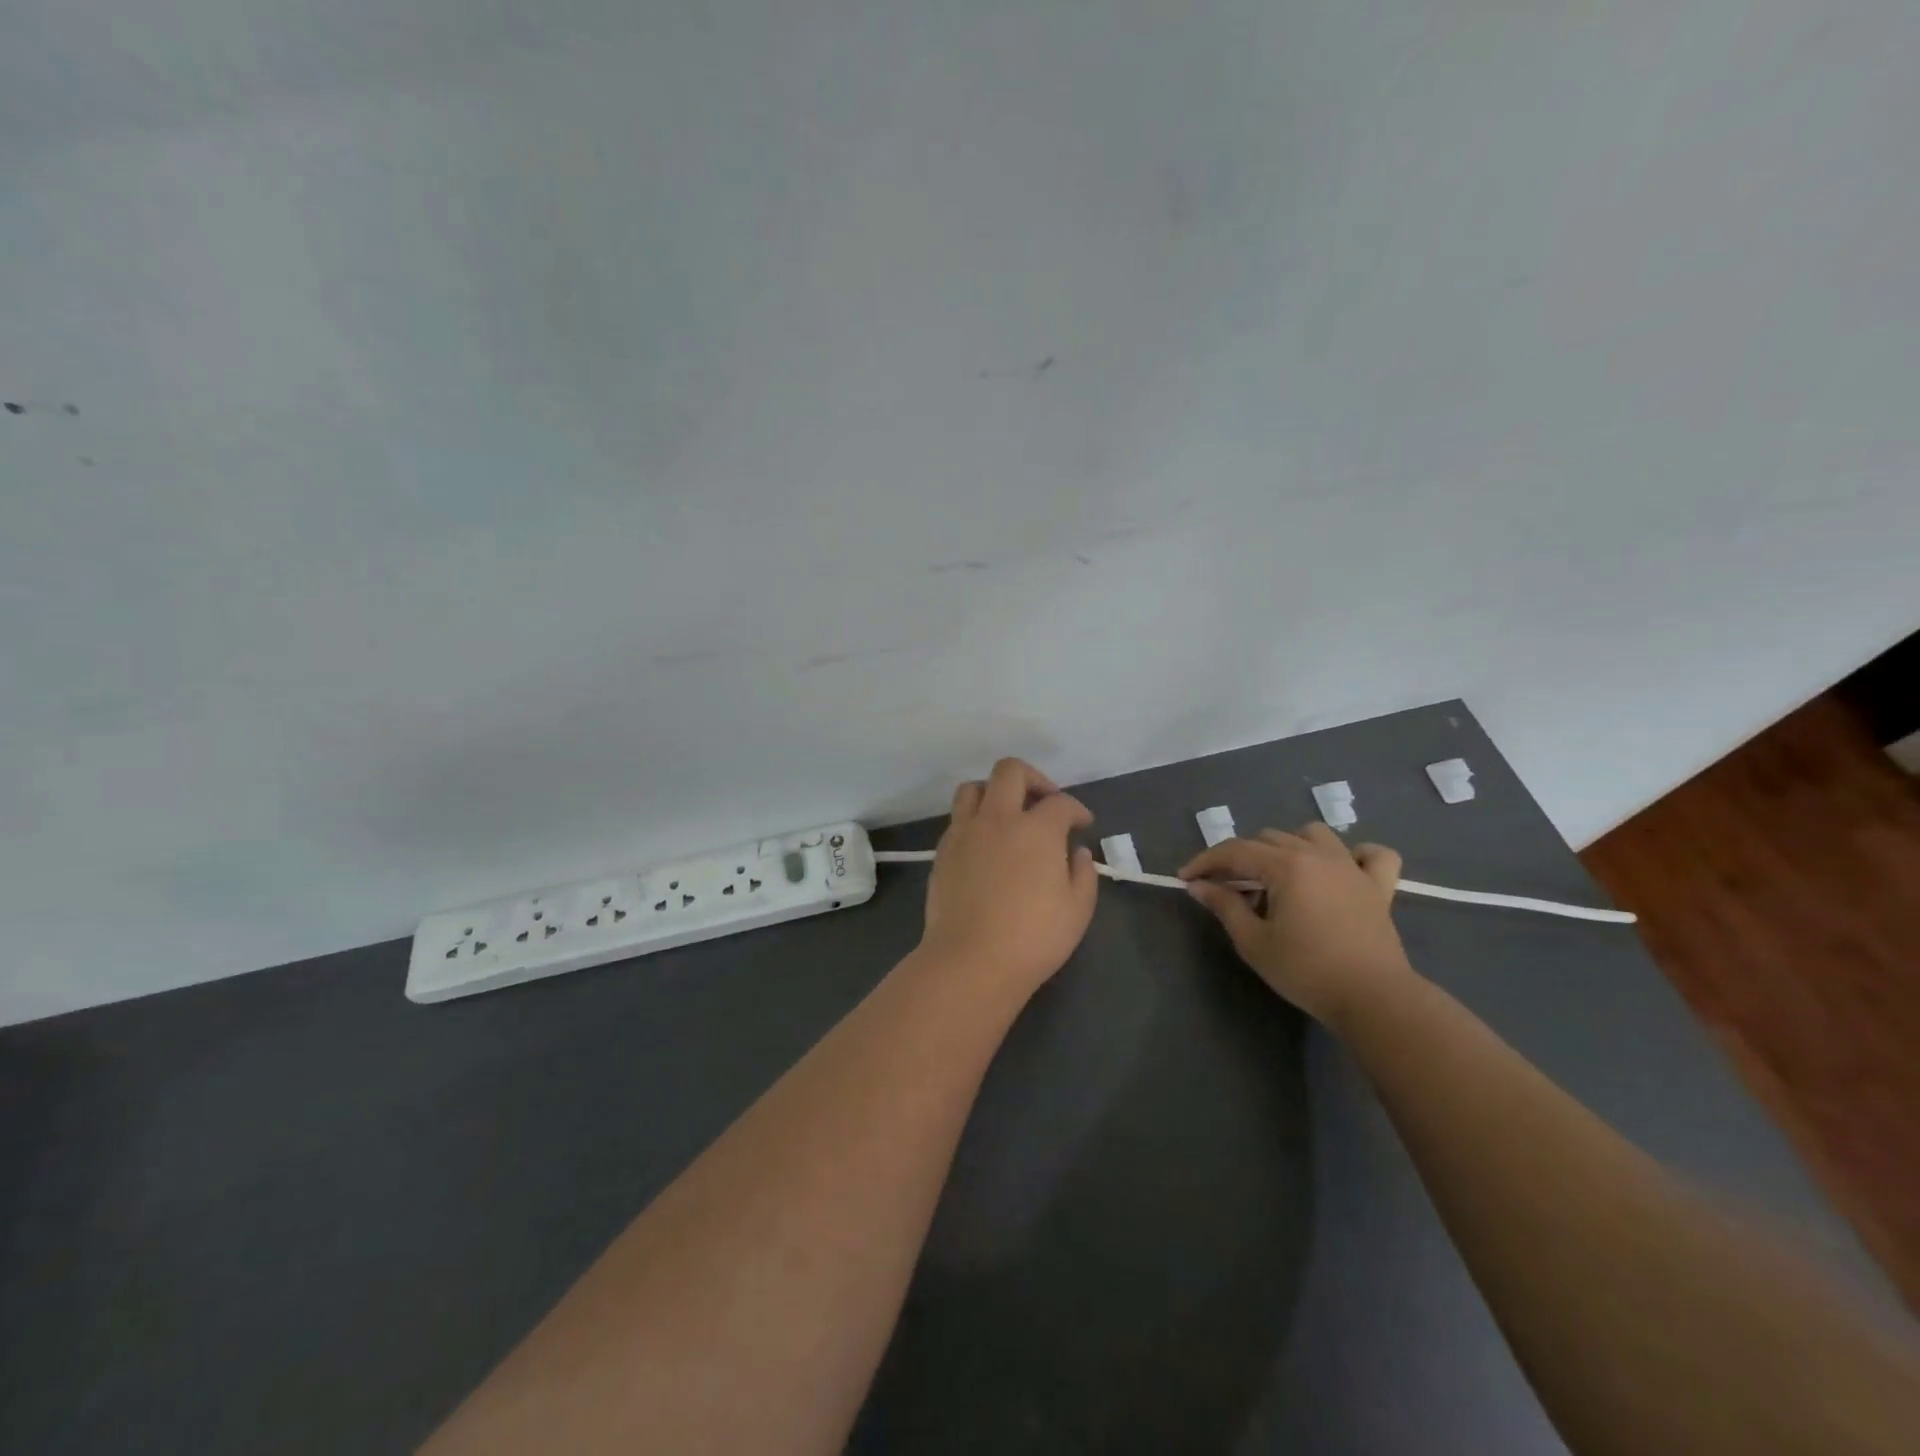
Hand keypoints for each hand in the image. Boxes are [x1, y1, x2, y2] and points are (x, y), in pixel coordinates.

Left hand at [916, 758, 1098, 999]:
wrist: (971, 960)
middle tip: (1044, 803)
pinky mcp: (942, 851)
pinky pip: (957, 819)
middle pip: (1010, 771)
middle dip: (1033, 778)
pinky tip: (986, 844)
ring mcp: (964, 832)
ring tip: (1008, 815)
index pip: (1060, 802)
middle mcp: (998, 818)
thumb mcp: (1078, 909)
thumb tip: (1075, 852)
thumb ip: (1083, 873)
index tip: (1082, 824)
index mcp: (1036, 829)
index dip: (1076, 809)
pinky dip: (975, 820)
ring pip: (973, 787)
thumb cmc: (1033, 937)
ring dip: (994, 792)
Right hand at [1180, 824, 1414, 1026]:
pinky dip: (1355, 855)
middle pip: (1267, 839)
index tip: (1186, 878)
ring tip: (1277, 876)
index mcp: (1286, 866)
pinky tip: (1341, 870)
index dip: (1205, 861)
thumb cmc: (1306, 971)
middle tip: (1226, 889)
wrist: (1373, 999)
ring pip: (1312, 834)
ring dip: (1288, 847)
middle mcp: (1318, 855)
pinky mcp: (1379, 886)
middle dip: (1240, 858)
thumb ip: (1225, 906)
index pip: (1235, 851)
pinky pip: (1371, 855)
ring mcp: (1352, 867)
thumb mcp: (1254, 942)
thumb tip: (1199, 885)